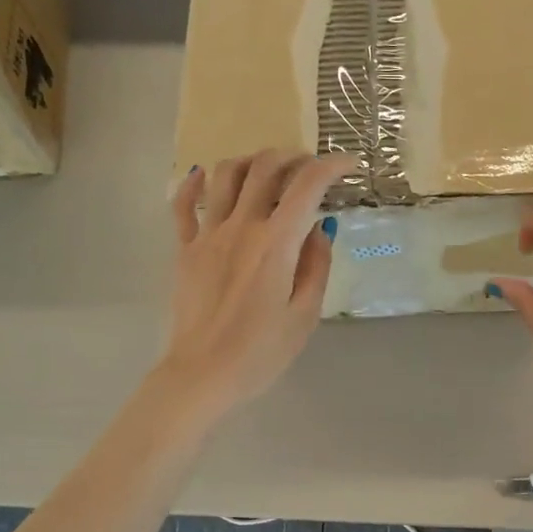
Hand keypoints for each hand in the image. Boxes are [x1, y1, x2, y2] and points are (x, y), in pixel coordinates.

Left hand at [156, 151, 348, 420]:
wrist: (202, 374)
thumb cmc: (261, 353)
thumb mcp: (305, 315)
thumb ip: (316, 266)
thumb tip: (320, 228)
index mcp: (276, 244)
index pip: (308, 186)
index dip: (332, 166)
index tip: (348, 165)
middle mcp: (241, 227)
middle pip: (265, 167)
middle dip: (293, 156)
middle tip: (309, 166)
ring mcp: (208, 235)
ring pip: (225, 174)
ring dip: (250, 161)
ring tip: (267, 170)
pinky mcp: (185, 249)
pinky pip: (184, 205)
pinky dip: (195, 183)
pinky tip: (203, 176)